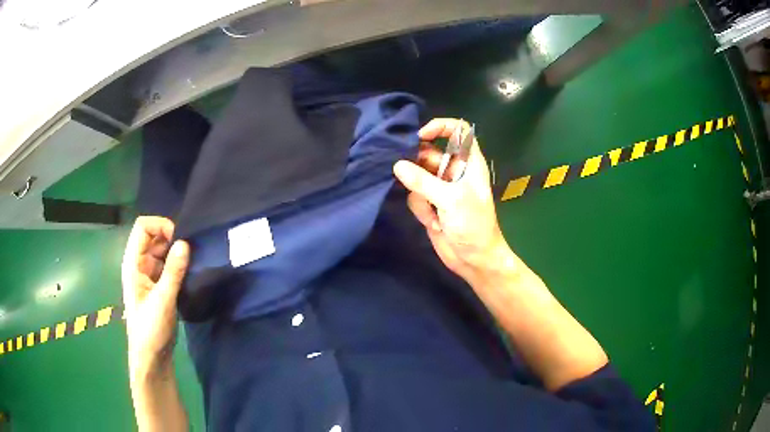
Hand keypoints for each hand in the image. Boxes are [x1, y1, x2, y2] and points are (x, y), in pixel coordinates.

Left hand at [121, 216, 188, 381]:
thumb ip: (173, 271)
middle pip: (154, 236)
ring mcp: (149, 275)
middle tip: (191, 250)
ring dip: (177, 252)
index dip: (160, 226)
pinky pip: (168, 266)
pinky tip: (191, 273)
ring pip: (163, 251)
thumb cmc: (150, 329)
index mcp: (133, 263)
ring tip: (194, 260)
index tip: (179, 238)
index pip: (143, 227)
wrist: (151, 357)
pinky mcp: (159, 286)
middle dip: (172, 238)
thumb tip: (185, 243)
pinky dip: (179, 265)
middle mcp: (140, 264)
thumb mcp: (162, 300)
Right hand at [394, 118, 513, 285]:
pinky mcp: (430, 203)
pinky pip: (415, 196)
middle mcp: (454, 171)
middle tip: (415, 181)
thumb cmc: (473, 225)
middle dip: (418, 167)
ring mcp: (440, 187)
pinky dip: (421, 209)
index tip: (421, 136)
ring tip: (434, 214)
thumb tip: (397, 165)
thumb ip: (423, 181)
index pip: (458, 131)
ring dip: (420, 196)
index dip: (440, 127)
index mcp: (469, 162)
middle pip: (429, 153)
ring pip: (416, 176)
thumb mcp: (451, 200)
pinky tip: (434, 223)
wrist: (473, 260)